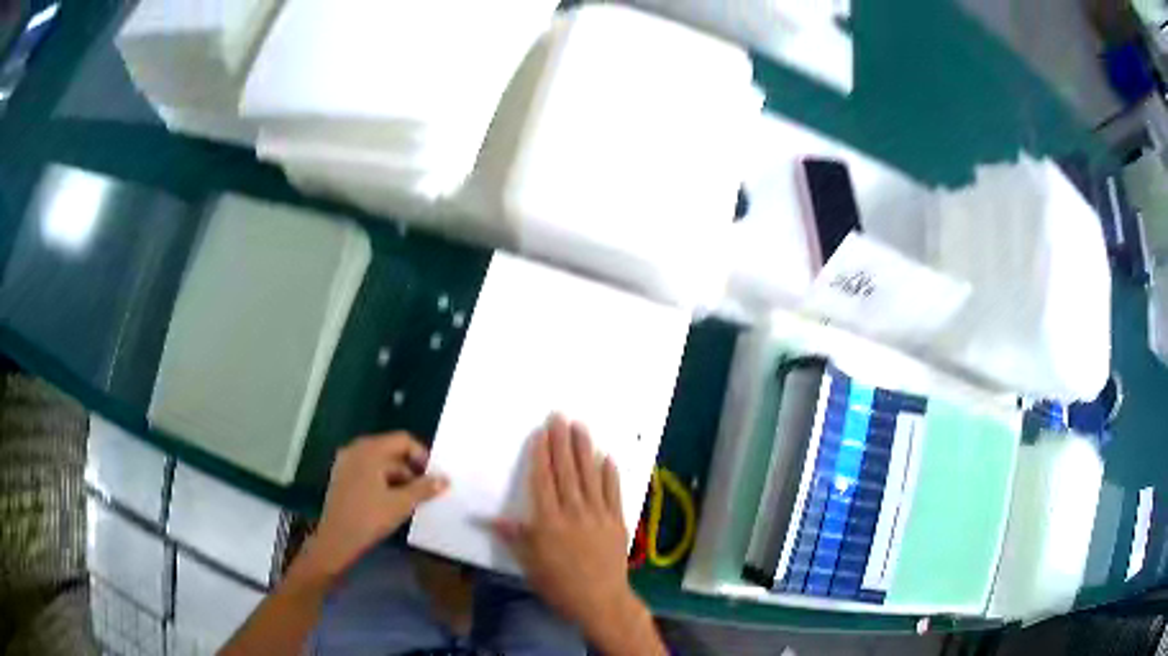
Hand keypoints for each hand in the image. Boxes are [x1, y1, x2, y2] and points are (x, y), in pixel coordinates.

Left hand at [301, 432, 448, 581]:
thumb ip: (424, 489)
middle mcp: (356, 449)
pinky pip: (368, 471)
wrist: (337, 539)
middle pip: (391, 450)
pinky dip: (382, 481)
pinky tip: (390, 502)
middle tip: (424, 491)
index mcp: (370, 450)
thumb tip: (444, 479)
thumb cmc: (369, 518)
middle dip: (410, 469)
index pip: (402, 440)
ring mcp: (346, 462)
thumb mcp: (401, 504)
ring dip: (398, 478)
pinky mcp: (342, 477)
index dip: (421, 456)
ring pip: (379, 463)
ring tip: (410, 500)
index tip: (432, 477)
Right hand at [495, 416, 658, 652]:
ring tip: (581, 427)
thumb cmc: (559, 584)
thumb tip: (489, 518)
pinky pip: (613, 492)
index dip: (541, 455)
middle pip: (566, 471)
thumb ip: (514, 536)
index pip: (543, 480)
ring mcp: (597, 514)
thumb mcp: (529, 563)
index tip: (541, 433)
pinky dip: (609, 473)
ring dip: (584, 449)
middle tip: (560, 417)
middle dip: (562, 442)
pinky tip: (606, 457)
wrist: (600, 600)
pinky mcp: (616, 521)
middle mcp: (573, 511)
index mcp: (548, 521)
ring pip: (589, 475)